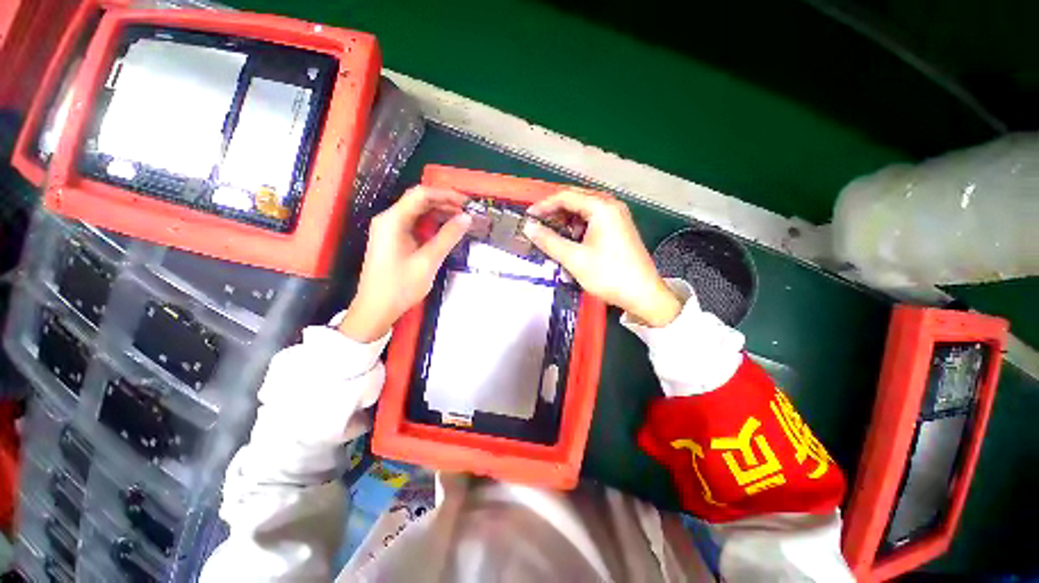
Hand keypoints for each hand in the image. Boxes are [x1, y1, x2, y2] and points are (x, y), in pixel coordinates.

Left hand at [339, 187, 471, 341]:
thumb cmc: (400, 286)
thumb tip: (466, 218)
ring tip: (461, 221)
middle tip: (467, 212)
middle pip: (419, 201)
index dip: (446, 194)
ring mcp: (389, 230)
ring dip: (439, 214)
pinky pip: (415, 225)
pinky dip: (431, 226)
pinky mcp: (393, 240)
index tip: (467, 202)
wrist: (375, 309)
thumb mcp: (428, 261)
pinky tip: (445, 232)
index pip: (421, 194)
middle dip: (444, 203)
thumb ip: (448, 237)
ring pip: (418, 213)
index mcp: (393, 220)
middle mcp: (389, 220)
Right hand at [524, 190, 680, 326]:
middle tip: (538, 225)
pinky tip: (571, 240)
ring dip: (566, 220)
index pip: (566, 197)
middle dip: (555, 211)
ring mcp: (617, 217)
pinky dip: (578, 227)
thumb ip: (549, 241)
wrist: (642, 294)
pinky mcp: (619, 228)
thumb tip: (529, 228)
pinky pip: (593, 220)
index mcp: (601, 208)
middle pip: (576, 200)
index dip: (544, 205)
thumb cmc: (609, 275)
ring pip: (584, 210)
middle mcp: (611, 206)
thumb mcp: (574, 259)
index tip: (529, 217)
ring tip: (552, 234)